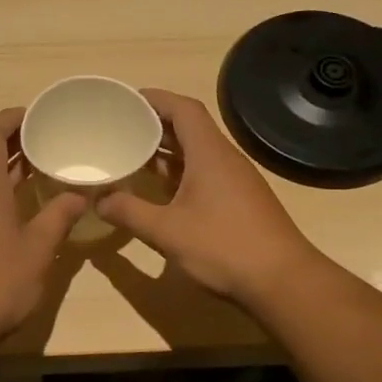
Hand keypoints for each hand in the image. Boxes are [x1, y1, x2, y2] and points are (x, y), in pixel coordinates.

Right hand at [97, 89, 319, 305]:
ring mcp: (235, 181)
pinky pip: (204, 173)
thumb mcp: (167, 231)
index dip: (155, 99)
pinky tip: (160, 190)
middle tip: (121, 128)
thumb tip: (98, 201)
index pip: (184, 109)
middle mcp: (225, 159)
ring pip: (197, 153)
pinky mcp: (239, 201)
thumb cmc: (223, 247)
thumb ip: (129, 212)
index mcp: (210, 153)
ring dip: (167, 151)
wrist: (282, 281)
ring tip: (133, 155)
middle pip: (190, 128)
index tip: (126, 101)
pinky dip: (179, 173)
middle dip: (155, 124)